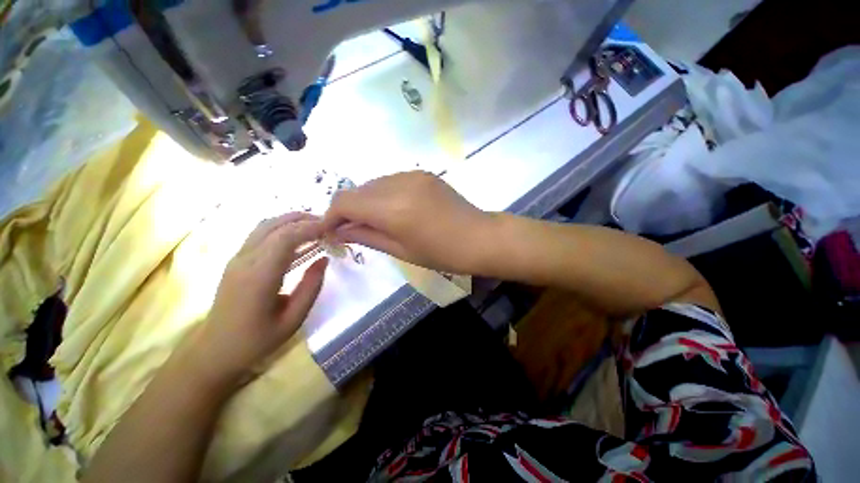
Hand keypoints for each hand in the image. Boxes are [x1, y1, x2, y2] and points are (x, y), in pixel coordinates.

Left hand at [186, 213, 327, 388]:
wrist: (214, 350)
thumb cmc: (256, 340)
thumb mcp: (293, 320)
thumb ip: (311, 287)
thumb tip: (324, 259)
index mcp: (259, 277)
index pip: (286, 238)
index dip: (310, 228)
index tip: (332, 228)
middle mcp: (245, 261)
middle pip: (275, 226)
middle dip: (304, 220)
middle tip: (329, 224)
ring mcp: (238, 259)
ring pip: (266, 225)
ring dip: (292, 220)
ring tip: (316, 226)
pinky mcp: (237, 260)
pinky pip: (261, 234)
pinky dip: (282, 227)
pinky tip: (298, 236)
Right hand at [322, 171, 494, 273]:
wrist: (479, 237)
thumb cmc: (443, 254)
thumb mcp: (401, 251)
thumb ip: (367, 236)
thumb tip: (339, 231)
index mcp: (392, 209)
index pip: (345, 202)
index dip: (330, 216)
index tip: (330, 231)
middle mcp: (398, 184)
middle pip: (356, 190)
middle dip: (347, 210)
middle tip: (351, 229)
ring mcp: (412, 175)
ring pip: (373, 184)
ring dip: (366, 201)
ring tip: (373, 221)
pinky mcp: (422, 173)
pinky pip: (391, 181)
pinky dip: (383, 194)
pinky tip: (393, 210)